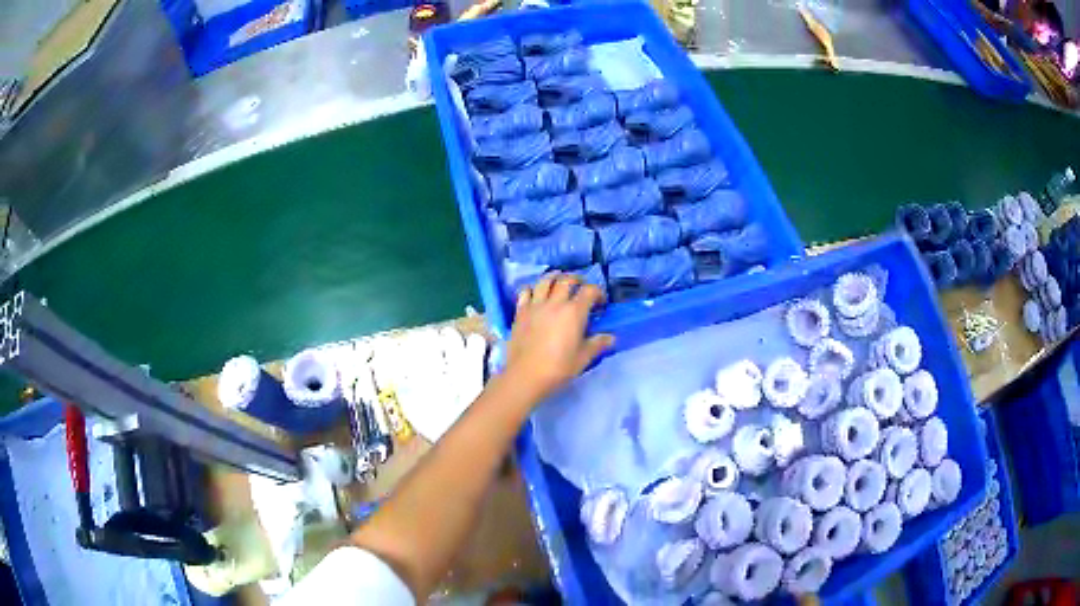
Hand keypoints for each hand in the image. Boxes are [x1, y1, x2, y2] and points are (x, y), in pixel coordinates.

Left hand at [505, 273, 613, 401]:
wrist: (526, 375)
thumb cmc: (558, 368)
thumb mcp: (583, 358)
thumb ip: (597, 344)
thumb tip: (611, 337)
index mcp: (574, 312)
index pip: (589, 291)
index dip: (598, 293)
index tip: (601, 303)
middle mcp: (555, 303)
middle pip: (567, 280)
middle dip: (577, 279)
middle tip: (581, 287)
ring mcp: (535, 305)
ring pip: (545, 280)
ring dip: (555, 277)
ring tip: (559, 282)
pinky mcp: (520, 312)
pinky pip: (525, 292)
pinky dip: (533, 289)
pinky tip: (536, 295)